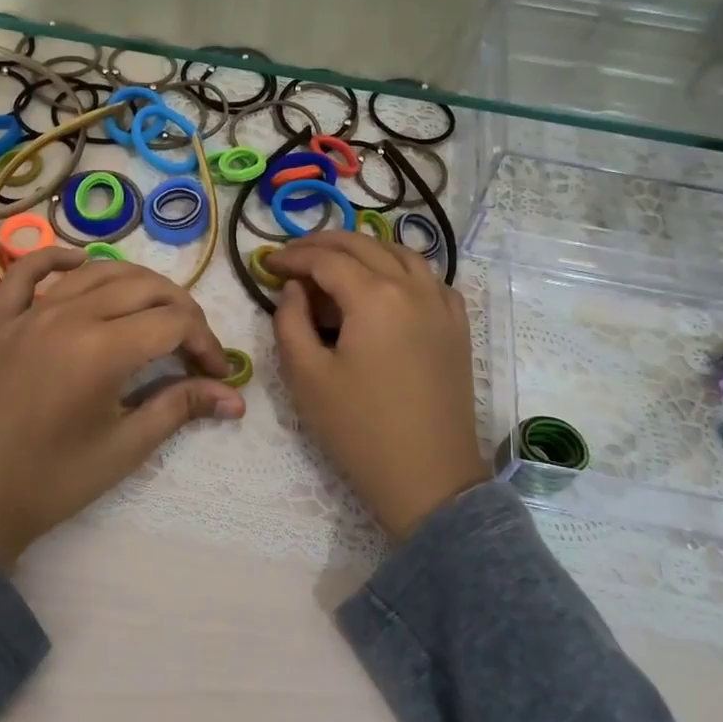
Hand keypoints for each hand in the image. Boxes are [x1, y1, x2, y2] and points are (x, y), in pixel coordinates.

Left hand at [0, 247, 244, 567]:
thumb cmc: (52, 481)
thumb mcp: (125, 447)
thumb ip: (181, 407)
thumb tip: (236, 398)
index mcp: (102, 349)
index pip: (174, 322)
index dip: (206, 343)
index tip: (216, 374)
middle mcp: (68, 316)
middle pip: (144, 287)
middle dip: (181, 311)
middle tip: (193, 348)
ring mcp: (29, 312)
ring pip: (97, 271)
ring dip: (137, 284)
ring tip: (156, 313)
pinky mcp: (0, 320)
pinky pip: (28, 271)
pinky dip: (57, 260)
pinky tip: (79, 264)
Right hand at [265, 231, 488, 540]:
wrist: (428, 477)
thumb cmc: (359, 429)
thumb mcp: (306, 376)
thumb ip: (290, 321)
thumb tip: (295, 289)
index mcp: (375, 297)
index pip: (326, 258)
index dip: (292, 256)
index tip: (266, 264)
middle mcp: (413, 287)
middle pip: (363, 245)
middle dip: (322, 244)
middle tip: (292, 257)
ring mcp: (442, 304)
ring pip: (399, 253)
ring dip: (363, 250)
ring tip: (334, 265)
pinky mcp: (457, 325)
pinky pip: (428, 278)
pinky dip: (399, 269)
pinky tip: (385, 287)